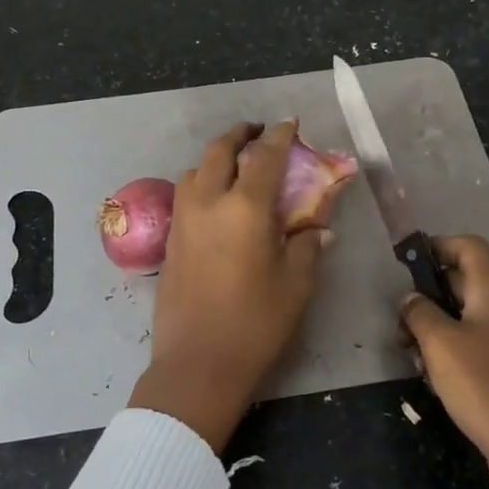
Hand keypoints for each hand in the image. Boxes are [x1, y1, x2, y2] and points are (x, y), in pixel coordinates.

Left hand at [128, 121, 326, 451]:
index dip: (279, 136)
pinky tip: (216, 201)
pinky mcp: (169, 241)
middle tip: (258, 133)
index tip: (290, 124)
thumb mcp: (296, 284)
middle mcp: (208, 203)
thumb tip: (318, 226)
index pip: (264, 157)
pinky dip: (202, 182)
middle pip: (220, 151)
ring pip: (195, 170)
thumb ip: (307, 245)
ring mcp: (183, 220)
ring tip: (235, 166)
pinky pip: (185, 194)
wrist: (197, 364)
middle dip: (240, 135)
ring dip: (216, 157)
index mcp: (245, 208)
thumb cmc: (255, 324)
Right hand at [400, 236, 488, 488]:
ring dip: (435, 331)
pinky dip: (451, 356)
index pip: (468, 246)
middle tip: (399, 321)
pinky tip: (433, 381)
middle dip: (427, 296)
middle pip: (464, 282)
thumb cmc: (487, 386)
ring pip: (466, 319)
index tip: (403, 266)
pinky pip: (476, 348)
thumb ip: (419, 312)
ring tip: (411, 356)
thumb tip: (410, 298)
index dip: (436, 247)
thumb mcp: (441, 344)